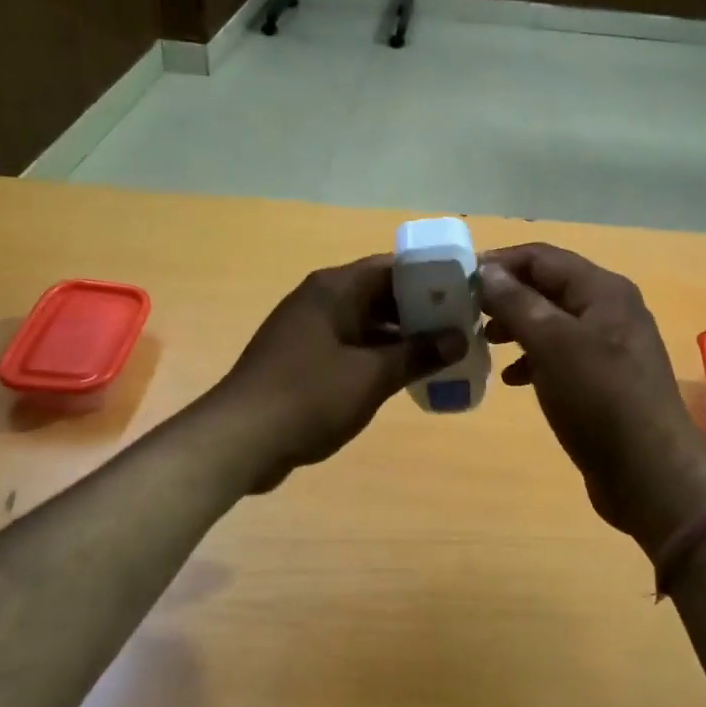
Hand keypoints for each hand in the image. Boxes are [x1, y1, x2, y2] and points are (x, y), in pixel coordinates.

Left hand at [207, 255, 467, 493]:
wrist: (240, 438)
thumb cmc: (309, 396)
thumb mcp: (372, 376)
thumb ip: (417, 354)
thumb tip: (458, 337)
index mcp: (334, 289)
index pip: (391, 268)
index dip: (430, 278)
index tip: (464, 294)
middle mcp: (320, 300)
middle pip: (379, 294)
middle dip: (419, 311)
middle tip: (461, 327)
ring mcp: (308, 330)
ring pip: (365, 323)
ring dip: (399, 337)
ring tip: (442, 352)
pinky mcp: (302, 359)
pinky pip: (350, 347)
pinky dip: (376, 356)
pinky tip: (404, 376)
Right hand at [480, 244, 705, 549]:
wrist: (649, 473)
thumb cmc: (599, 398)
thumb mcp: (552, 344)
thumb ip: (517, 302)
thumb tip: (486, 270)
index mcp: (602, 290)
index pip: (541, 257)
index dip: (499, 263)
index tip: (459, 280)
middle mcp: (609, 309)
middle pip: (547, 286)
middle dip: (506, 296)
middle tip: (467, 313)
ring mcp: (609, 345)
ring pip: (552, 321)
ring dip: (517, 327)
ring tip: (485, 343)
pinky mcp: (604, 379)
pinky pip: (561, 354)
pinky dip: (534, 358)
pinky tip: (513, 379)